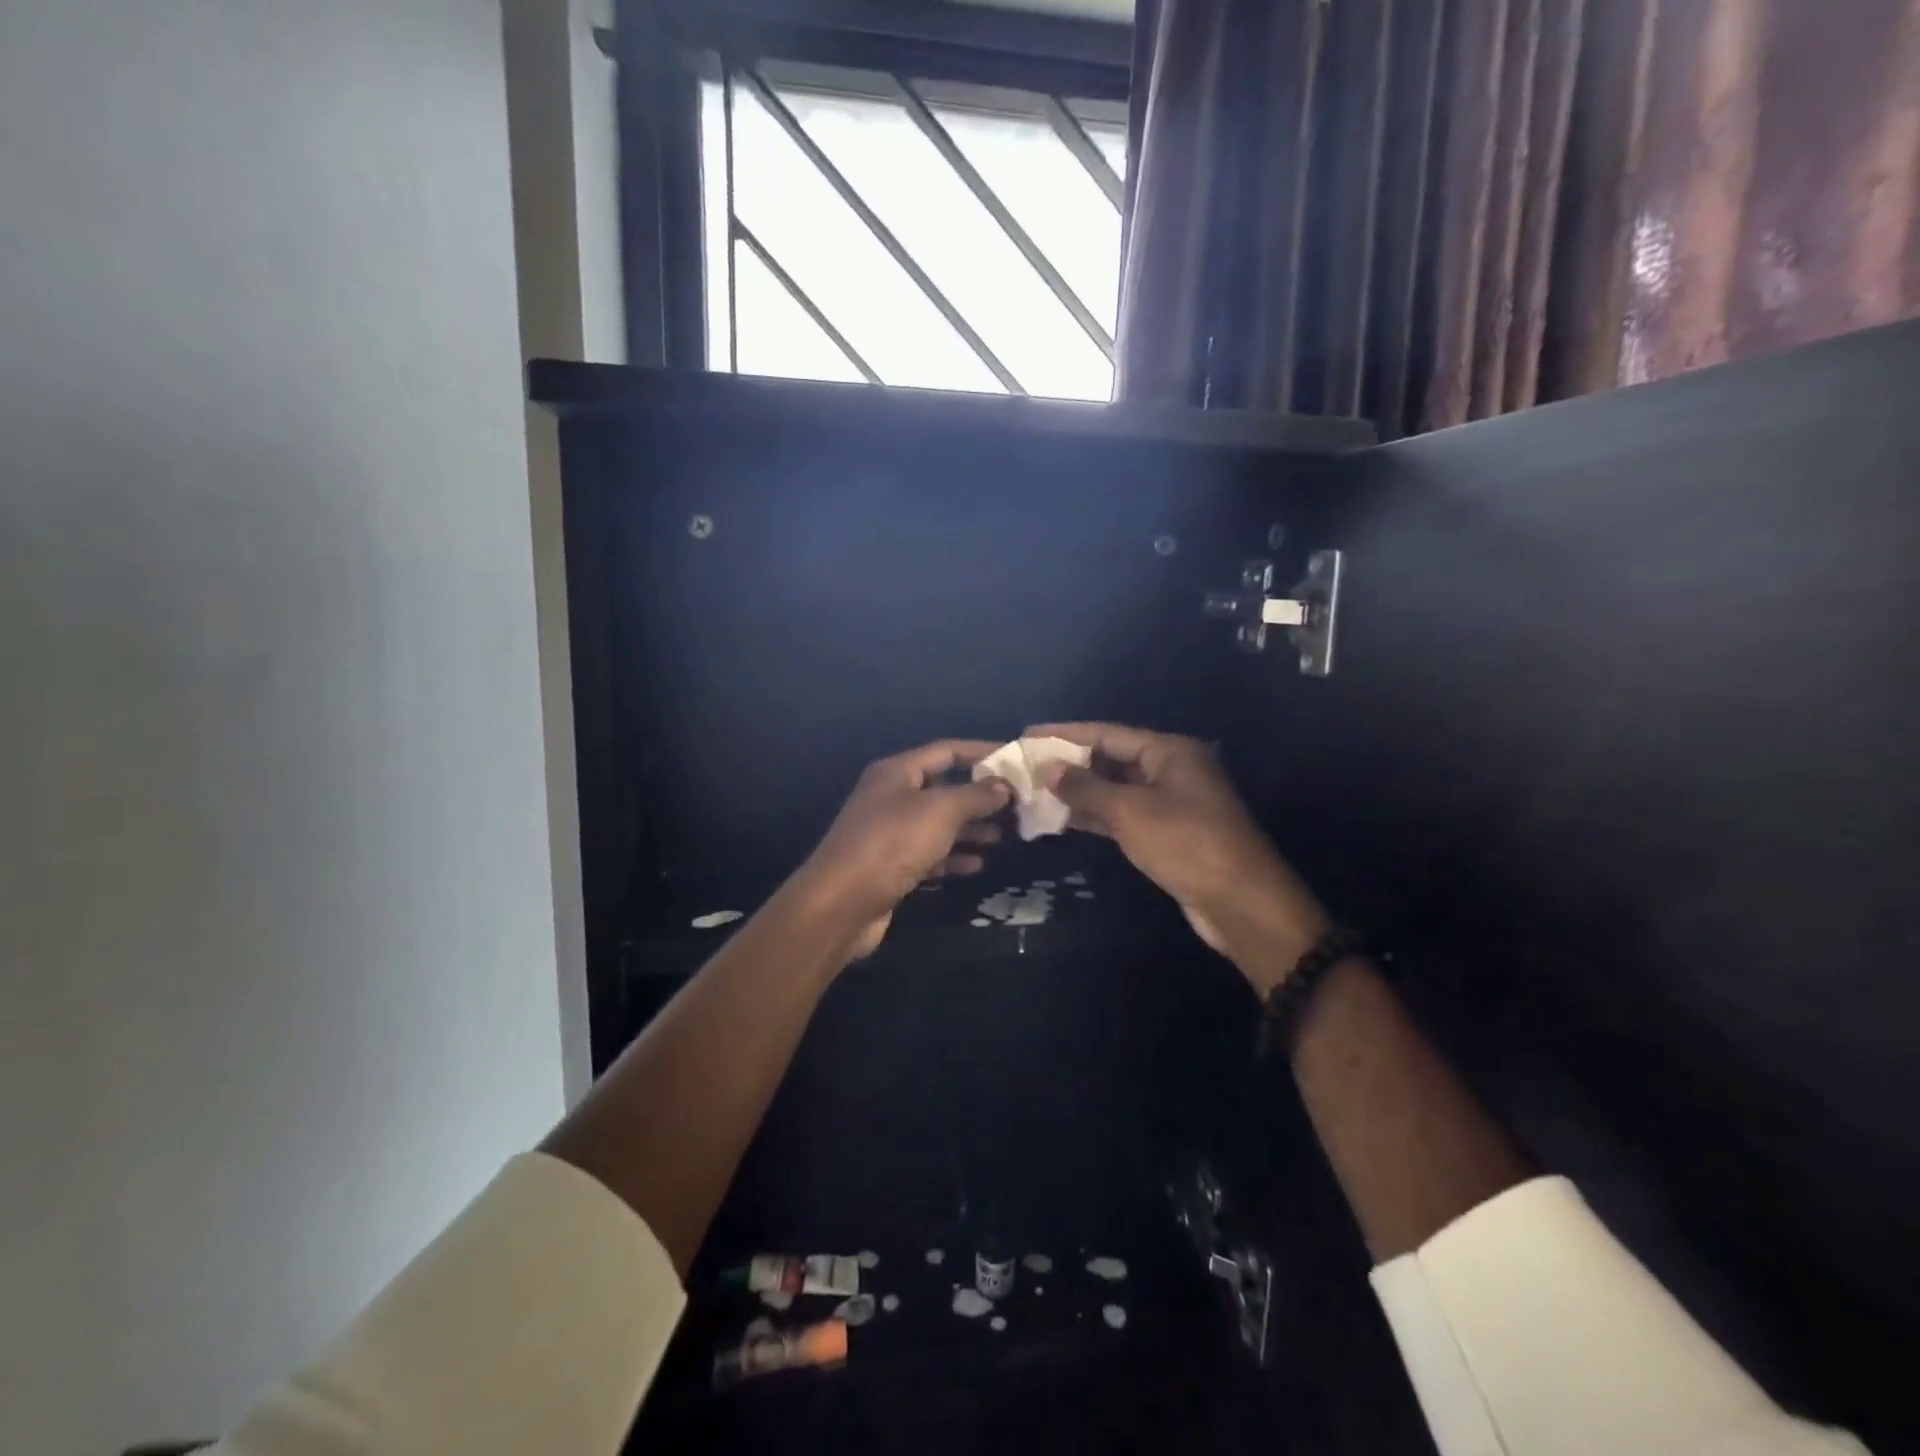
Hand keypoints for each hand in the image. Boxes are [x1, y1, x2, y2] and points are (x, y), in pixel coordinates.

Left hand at [796, 740, 1012, 959]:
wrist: (841, 903)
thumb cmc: (891, 844)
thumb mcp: (939, 811)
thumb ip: (975, 795)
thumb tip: (1004, 785)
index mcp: (897, 772)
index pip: (946, 751)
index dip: (981, 753)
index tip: (1015, 761)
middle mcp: (891, 797)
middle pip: (943, 788)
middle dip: (980, 796)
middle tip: (1017, 805)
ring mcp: (889, 833)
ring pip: (939, 823)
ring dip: (971, 828)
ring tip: (1004, 836)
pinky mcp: (891, 866)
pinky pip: (930, 854)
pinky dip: (953, 857)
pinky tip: (978, 865)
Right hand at [1026, 722, 1329, 989]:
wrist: (1240, 902)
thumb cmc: (1186, 844)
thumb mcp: (1130, 811)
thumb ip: (1086, 787)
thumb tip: (1048, 768)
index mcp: (1169, 751)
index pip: (1107, 733)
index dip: (1065, 734)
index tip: (1028, 734)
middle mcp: (1171, 770)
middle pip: (1111, 759)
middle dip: (1069, 764)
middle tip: (1026, 767)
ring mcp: (1169, 803)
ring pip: (1115, 790)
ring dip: (1078, 793)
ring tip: (1034, 793)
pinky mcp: (1166, 834)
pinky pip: (1122, 816)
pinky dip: (1094, 817)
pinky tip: (1061, 820)